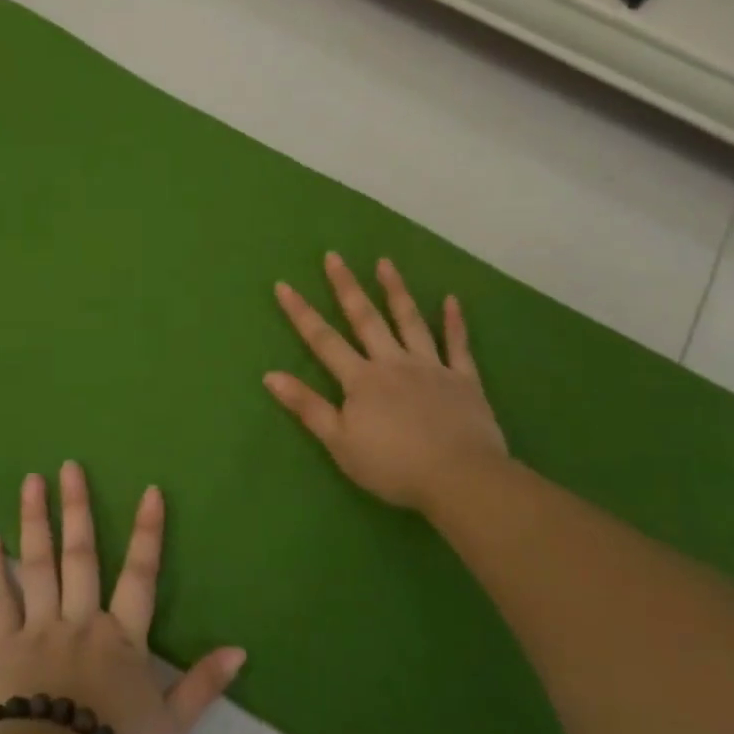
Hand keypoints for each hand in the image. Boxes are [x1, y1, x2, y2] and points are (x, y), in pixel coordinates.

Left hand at [0, 462, 245, 733]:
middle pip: (82, 555)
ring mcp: (40, 628)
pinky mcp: (3, 645)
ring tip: (31, 480)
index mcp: (123, 637)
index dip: (148, 532)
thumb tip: (241, 650)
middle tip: (69, 465)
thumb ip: (203, 685)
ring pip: (39, 565)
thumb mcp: (170, 725)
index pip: (141, 575)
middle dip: (77, 508)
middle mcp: (82, 620)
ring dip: (35, 521)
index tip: (150, 490)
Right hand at [265, 253, 507, 512]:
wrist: (459, 477)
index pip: (323, 340)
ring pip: (410, 321)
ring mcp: (431, 367)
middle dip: (346, 287)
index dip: (301, 313)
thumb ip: (308, 406)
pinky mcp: (463, 379)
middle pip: (366, 319)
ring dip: (396, 291)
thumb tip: (270, 375)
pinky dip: (454, 321)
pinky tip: (452, 299)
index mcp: (361, 380)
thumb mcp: (339, 442)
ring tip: (385, 262)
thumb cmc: (393, 465)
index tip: (283, 285)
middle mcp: (393, 363)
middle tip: (334, 256)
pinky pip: (458, 344)